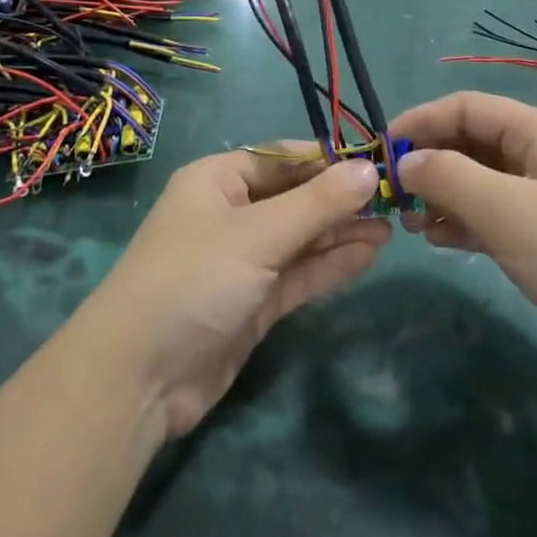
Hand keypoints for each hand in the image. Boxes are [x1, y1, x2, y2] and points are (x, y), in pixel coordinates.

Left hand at [76, 148, 389, 439]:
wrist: (140, 378)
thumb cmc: (194, 280)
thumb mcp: (257, 234)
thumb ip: (317, 203)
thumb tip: (369, 168)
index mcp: (217, 181)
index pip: (282, 158)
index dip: (328, 159)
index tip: (377, 162)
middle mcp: (230, 214)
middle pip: (294, 197)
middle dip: (340, 199)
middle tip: (395, 199)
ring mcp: (242, 260)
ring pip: (301, 237)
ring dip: (341, 232)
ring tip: (393, 226)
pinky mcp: (254, 302)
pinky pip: (298, 273)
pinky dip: (330, 263)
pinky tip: (369, 253)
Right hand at [391, 92, 536, 407]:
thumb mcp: (509, 210)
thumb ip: (448, 177)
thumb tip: (403, 161)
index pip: (465, 107)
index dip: (419, 121)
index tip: (378, 152)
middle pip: (468, 141)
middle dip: (426, 159)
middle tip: (388, 193)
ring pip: (475, 181)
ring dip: (437, 193)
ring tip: (405, 220)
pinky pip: (487, 217)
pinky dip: (457, 222)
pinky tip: (434, 239)